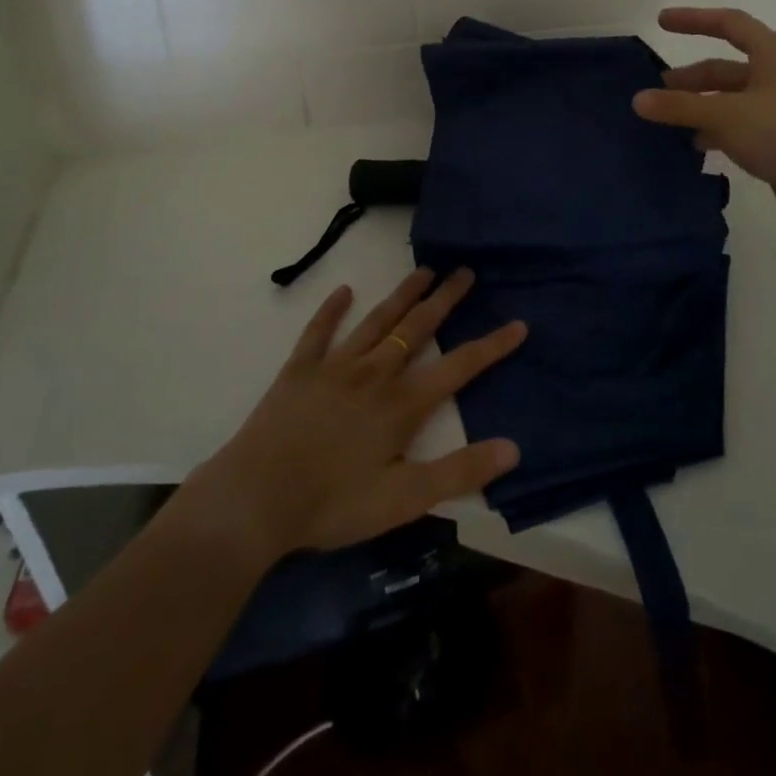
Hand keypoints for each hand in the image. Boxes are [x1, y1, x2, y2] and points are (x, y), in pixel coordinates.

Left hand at [182, 268, 525, 563]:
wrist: (256, 498)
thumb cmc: (333, 504)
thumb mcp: (404, 499)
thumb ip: (459, 472)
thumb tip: (513, 448)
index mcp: (402, 404)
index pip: (458, 367)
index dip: (491, 346)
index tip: (518, 323)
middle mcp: (374, 372)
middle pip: (418, 328)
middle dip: (445, 299)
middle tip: (465, 271)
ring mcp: (335, 365)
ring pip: (377, 320)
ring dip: (402, 295)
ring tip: (423, 271)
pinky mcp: (300, 369)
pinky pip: (319, 331)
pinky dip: (332, 310)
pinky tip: (344, 290)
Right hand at [632, 6, 775, 234]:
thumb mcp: (725, 115)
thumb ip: (679, 107)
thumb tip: (638, 100)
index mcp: (774, 54)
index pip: (730, 23)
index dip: (695, 19)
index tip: (662, 22)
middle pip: (726, 67)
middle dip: (691, 78)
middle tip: (658, 92)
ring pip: (731, 100)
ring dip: (700, 107)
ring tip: (668, 122)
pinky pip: (740, 126)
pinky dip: (715, 131)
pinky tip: (695, 145)